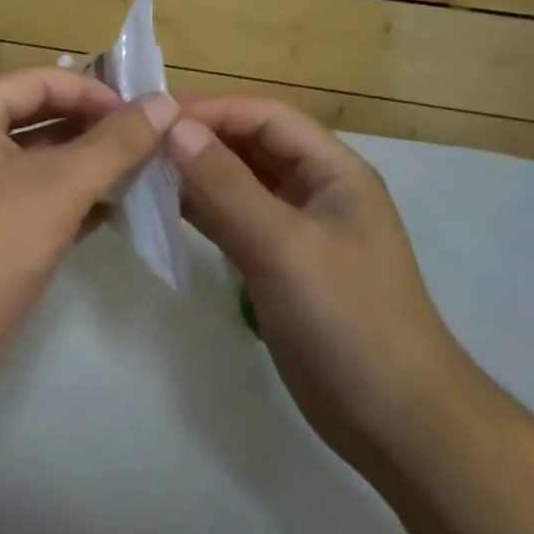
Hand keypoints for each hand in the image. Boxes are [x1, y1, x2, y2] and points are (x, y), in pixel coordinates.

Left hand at [0, 68, 177, 399]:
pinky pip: (32, 195)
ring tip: (139, 171)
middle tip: (148, 140)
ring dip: (86, 162)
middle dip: (93, 126)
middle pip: (39, 115)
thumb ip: (116, 142)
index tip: (142, 113)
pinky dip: (69, 197)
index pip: (41, 80)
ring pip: (38, 158)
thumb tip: (164, 103)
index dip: (93, 90)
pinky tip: (110, 210)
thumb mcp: (60, 186)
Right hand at [166, 97, 469, 465]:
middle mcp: (313, 190)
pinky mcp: (276, 264)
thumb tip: (174, 128)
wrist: (396, 424)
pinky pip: (231, 221)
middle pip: (249, 145)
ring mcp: (294, 229)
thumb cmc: (348, 321)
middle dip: (198, 138)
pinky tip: (160, 209)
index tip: (155, 116)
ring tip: (139, 169)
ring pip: (236, 183)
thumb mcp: (285, 247)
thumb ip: (227, 186)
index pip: (266, 117)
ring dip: (193, 174)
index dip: (212, 109)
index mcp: (332, 171)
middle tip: (138, 141)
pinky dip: (198, 211)